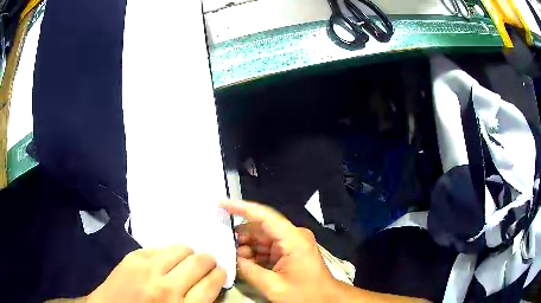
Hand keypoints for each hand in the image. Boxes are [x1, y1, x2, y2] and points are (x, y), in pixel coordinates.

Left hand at [87, 245, 225, 302]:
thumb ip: (198, 302)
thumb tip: (210, 283)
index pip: (212, 282)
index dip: (220, 275)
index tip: (219, 272)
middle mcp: (166, 286)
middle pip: (200, 262)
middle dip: (209, 261)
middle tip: (207, 264)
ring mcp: (147, 268)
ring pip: (181, 248)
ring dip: (189, 254)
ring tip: (186, 260)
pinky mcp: (133, 257)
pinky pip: (160, 248)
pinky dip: (168, 254)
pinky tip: (164, 261)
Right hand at [220, 200, 339, 302]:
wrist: (327, 300)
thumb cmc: (305, 294)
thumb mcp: (274, 286)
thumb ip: (249, 271)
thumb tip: (231, 258)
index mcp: (292, 239)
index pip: (264, 216)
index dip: (241, 208)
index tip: (222, 204)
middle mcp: (293, 235)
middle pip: (261, 228)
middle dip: (240, 236)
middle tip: (221, 245)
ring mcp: (292, 243)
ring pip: (262, 238)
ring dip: (246, 247)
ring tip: (232, 257)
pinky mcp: (290, 251)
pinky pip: (267, 248)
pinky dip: (255, 254)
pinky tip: (244, 262)